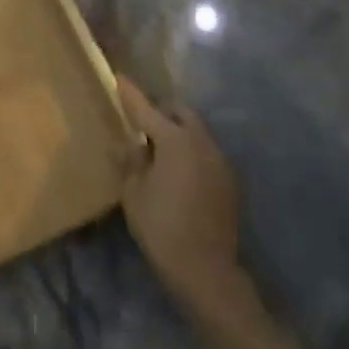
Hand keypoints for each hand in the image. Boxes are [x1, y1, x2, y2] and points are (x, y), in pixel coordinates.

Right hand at [117, 76, 242, 307]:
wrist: (206, 272)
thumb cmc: (162, 228)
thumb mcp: (134, 194)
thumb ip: (131, 162)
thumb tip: (129, 144)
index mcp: (175, 140)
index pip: (147, 108)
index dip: (130, 93)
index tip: (119, 77)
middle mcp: (201, 142)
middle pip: (181, 112)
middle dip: (162, 110)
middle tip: (142, 122)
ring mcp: (220, 161)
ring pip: (197, 131)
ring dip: (178, 132)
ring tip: (160, 149)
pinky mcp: (229, 181)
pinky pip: (206, 152)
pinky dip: (191, 152)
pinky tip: (179, 172)